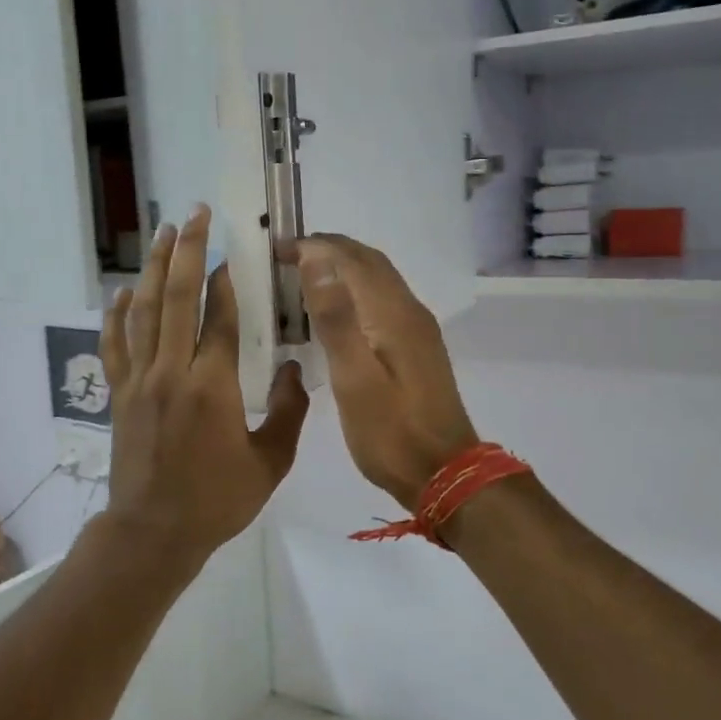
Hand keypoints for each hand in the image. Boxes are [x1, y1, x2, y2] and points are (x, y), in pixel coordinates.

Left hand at [100, 205, 309, 569]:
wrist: (153, 533)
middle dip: (188, 252)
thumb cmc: (216, 501)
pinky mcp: (119, 394)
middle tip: (196, 215)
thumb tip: (290, 367)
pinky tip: (121, 290)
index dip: (227, 280)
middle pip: (177, 298)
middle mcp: (171, 372)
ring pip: (144, 312)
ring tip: (164, 233)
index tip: (235, 252)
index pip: (218, 317)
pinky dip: (116, 315)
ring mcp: (139, 381)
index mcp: (211, 387)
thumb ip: (287, 411)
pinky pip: (115, 345)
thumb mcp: (270, 463)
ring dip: (155, 269)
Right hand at [288, 235, 478, 508]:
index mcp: (393, 314)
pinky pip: (384, 300)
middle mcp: (410, 311)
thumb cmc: (391, 432)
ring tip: (304, 277)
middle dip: (328, 250)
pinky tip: (337, 312)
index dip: (314, 246)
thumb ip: (336, 319)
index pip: (351, 259)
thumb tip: (317, 260)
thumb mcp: (355, 379)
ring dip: (343, 268)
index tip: (275, 251)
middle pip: (369, 262)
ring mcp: (417, 329)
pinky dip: (356, 290)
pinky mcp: (417, 347)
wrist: (445, 473)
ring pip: (379, 279)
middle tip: (285, 258)